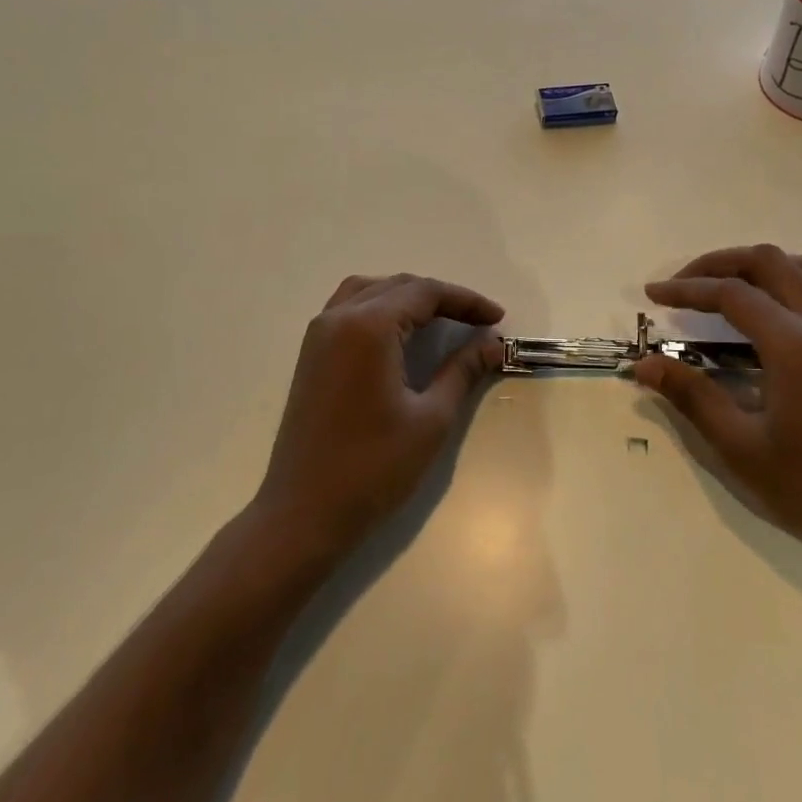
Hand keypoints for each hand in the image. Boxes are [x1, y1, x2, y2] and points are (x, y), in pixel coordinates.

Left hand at [253, 273, 504, 560]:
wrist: (303, 515)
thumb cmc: (373, 468)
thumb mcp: (431, 419)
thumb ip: (463, 371)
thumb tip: (493, 344)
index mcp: (368, 327)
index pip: (425, 293)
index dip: (466, 301)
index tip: (497, 318)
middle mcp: (338, 318)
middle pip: (397, 286)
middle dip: (441, 298)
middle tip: (478, 321)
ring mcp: (318, 335)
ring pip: (369, 291)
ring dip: (408, 297)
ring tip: (441, 319)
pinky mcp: (311, 355)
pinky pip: (349, 309)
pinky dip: (380, 308)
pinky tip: (400, 333)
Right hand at [633, 245, 801, 572]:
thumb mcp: (740, 446)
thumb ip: (690, 396)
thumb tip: (643, 365)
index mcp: (795, 345)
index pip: (731, 294)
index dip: (686, 289)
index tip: (652, 295)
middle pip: (767, 261)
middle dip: (718, 263)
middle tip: (683, 285)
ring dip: (758, 266)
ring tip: (725, 287)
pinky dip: (792, 282)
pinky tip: (774, 313)